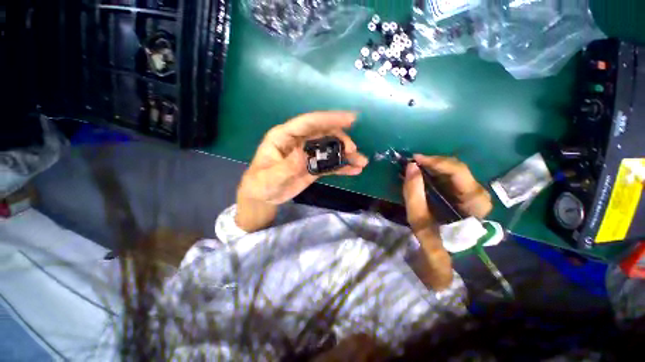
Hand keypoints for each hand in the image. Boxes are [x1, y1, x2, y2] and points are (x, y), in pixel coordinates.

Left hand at [238, 111, 368, 204]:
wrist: (263, 196)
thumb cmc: (261, 183)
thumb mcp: (270, 177)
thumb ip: (287, 165)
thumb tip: (306, 153)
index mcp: (285, 136)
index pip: (309, 122)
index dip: (329, 118)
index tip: (351, 118)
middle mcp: (299, 141)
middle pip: (324, 134)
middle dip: (341, 139)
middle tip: (353, 150)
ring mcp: (307, 154)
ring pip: (330, 149)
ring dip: (346, 154)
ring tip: (361, 162)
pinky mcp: (313, 166)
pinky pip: (329, 164)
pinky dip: (342, 166)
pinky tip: (354, 170)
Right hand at [403, 155, 491, 289]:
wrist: (454, 267)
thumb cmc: (439, 247)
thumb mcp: (420, 223)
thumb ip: (414, 194)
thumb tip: (410, 167)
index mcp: (474, 203)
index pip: (457, 171)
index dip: (434, 161)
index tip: (413, 159)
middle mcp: (479, 196)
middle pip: (457, 169)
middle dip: (432, 163)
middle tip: (412, 164)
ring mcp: (474, 196)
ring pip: (454, 173)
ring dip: (433, 168)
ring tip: (414, 169)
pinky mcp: (466, 198)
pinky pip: (451, 180)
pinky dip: (435, 175)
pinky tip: (423, 176)